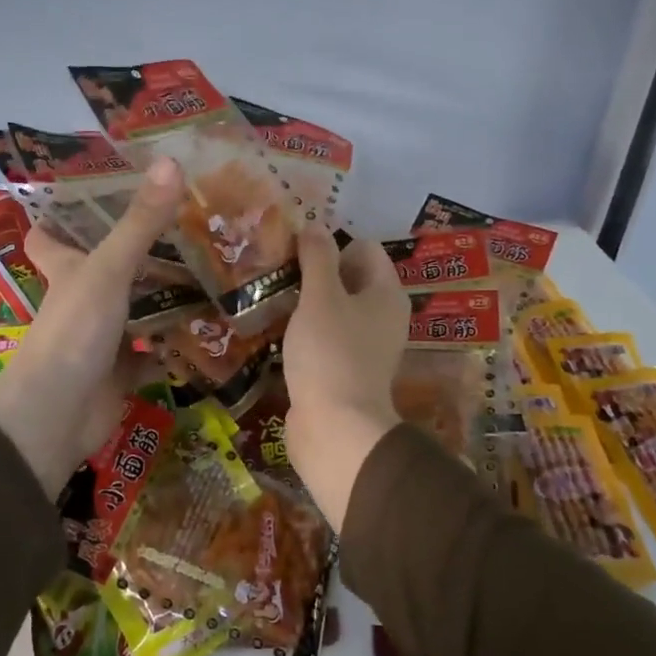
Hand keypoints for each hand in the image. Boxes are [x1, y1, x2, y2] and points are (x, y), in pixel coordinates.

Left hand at [0, 159, 183, 499]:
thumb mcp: (107, 271)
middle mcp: (83, 300)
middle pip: (110, 269)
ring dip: (169, 297)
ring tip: (216, 269)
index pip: (51, 235)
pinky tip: (215, 328)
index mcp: (67, 270)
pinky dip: (180, 344)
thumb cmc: (73, 333)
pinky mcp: (124, 372)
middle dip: (144, 252)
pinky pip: (157, 352)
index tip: (100, 191)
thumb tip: (172, 161)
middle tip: (190, 225)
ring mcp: (103, 338)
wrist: (56, 418)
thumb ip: (140, 223)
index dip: (65, 214)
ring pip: (139, 310)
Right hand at [282, 231, 410, 529]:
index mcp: (385, 293)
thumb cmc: (331, 354)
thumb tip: (314, 226)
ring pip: (333, 309)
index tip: (294, 251)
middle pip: (348, 278)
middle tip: (277, 271)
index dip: (331, 243)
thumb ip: (317, 258)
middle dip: (314, 272)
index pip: (363, 248)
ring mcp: (363, 346)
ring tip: (270, 298)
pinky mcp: (343, 370)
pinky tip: (276, 331)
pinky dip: (304, 331)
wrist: (335, 428)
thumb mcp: (321, 297)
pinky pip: (324, 337)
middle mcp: (381, 316)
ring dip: (305, 303)